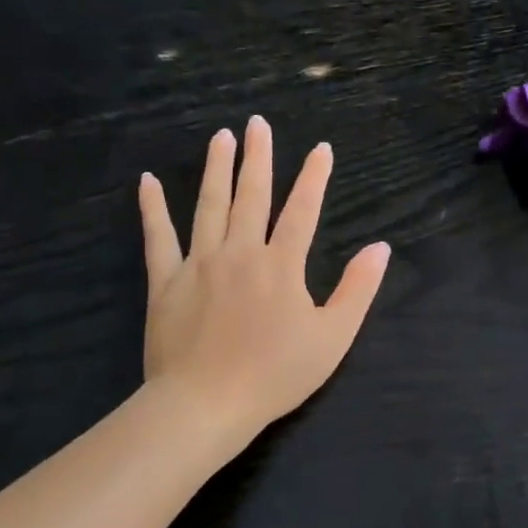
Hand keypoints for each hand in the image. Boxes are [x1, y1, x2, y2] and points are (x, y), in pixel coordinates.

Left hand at [138, 117, 390, 437]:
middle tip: (258, 123)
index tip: (321, 149)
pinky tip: (147, 182)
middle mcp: (240, 253)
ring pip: (208, 206)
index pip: (302, 211)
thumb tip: (380, 248)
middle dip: (258, 157)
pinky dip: (152, 209)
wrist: (206, 404)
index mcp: (281, 265)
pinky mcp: (166, 282)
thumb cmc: (275, 375)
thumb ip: (358, 290)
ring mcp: (199, 264)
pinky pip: (158, 238)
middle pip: (251, 196)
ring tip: (221, 137)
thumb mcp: (332, 338)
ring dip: (216, 169)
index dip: (314, 178)